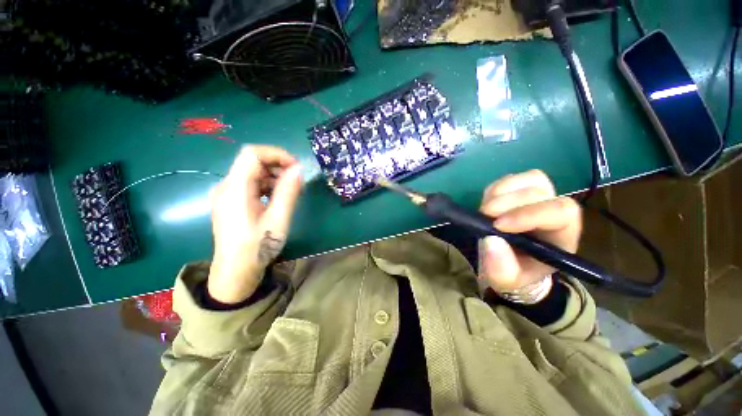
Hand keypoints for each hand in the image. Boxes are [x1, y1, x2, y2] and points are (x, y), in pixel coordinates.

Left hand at [207, 146, 302, 303]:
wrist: (235, 272)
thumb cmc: (257, 247)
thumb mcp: (278, 219)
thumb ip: (288, 191)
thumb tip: (299, 169)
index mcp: (235, 188)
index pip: (252, 153)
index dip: (277, 154)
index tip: (296, 167)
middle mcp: (227, 186)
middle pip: (252, 162)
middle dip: (278, 167)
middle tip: (297, 182)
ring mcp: (227, 194)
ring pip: (253, 173)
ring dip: (274, 177)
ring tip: (291, 192)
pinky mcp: (231, 202)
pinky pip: (250, 185)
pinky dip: (267, 186)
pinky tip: (278, 199)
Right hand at [478, 170, 581, 294]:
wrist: (509, 263)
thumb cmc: (513, 273)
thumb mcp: (505, 280)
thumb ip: (501, 267)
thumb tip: (490, 239)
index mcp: (562, 236)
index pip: (561, 212)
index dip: (529, 214)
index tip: (498, 225)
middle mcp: (554, 211)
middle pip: (542, 191)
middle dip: (510, 201)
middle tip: (485, 215)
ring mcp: (539, 198)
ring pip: (531, 179)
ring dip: (502, 192)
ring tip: (485, 210)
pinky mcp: (520, 191)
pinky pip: (513, 178)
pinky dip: (496, 188)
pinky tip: (487, 203)